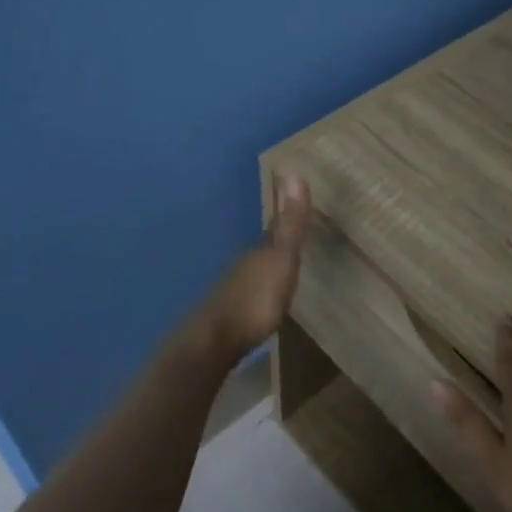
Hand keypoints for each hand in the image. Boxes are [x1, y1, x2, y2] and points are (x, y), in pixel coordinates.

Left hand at [185, 173, 310, 367]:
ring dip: (269, 267)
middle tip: (296, 235)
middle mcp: (244, 265)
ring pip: (256, 270)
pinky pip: (252, 294)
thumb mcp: (281, 259)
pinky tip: (265, 299)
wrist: (215, 340)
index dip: (287, 214)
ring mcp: (234, 290)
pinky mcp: (231, 315)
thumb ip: (289, 223)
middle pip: (265, 248)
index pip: (276, 226)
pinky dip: (261, 290)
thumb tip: (293, 171)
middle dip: (279, 241)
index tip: (297, 198)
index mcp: (259, 250)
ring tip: (284, 268)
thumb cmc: (255, 298)